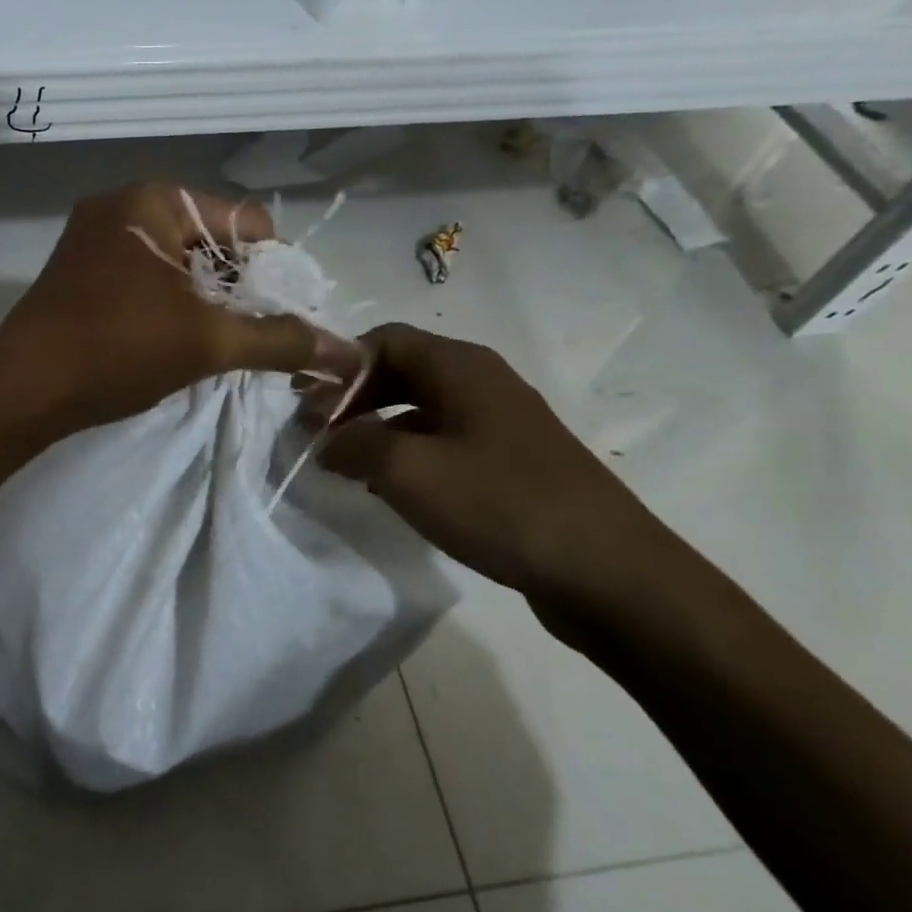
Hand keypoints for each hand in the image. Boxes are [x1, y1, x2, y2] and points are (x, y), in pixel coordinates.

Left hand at [0, 183, 361, 434]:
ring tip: (215, 344)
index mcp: (156, 200)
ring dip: (206, 300)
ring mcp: (94, 237)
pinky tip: (174, 341)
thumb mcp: (207, 342)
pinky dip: (170, 304)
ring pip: (178, 262)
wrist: (20, 389)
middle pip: (213, 240)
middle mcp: (123, 205)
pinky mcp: (79, 271)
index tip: (283, 318)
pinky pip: (145, 276)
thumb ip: (279, 340)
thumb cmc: (116, 349)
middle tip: (250, 336)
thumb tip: (348, 352)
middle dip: (240, 287)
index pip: (248, 222)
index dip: (276, 270)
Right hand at [313, 324, 696, 640]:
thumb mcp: (409, 472)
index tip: (303, 402)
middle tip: (316, 433)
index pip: (382, 340)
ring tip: (344, 463)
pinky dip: (407, 453)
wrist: (608, 572)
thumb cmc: (500, 504)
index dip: (337, 365)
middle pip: (401, 370)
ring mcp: (501, 422)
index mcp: (460, 367)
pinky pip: (444, 440)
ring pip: (420, 408)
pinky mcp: (511, 461)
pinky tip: (391, 488)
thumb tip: (323, 437)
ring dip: (376, 428)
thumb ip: (353, 444)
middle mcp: (482, 382)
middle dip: (352, 398)